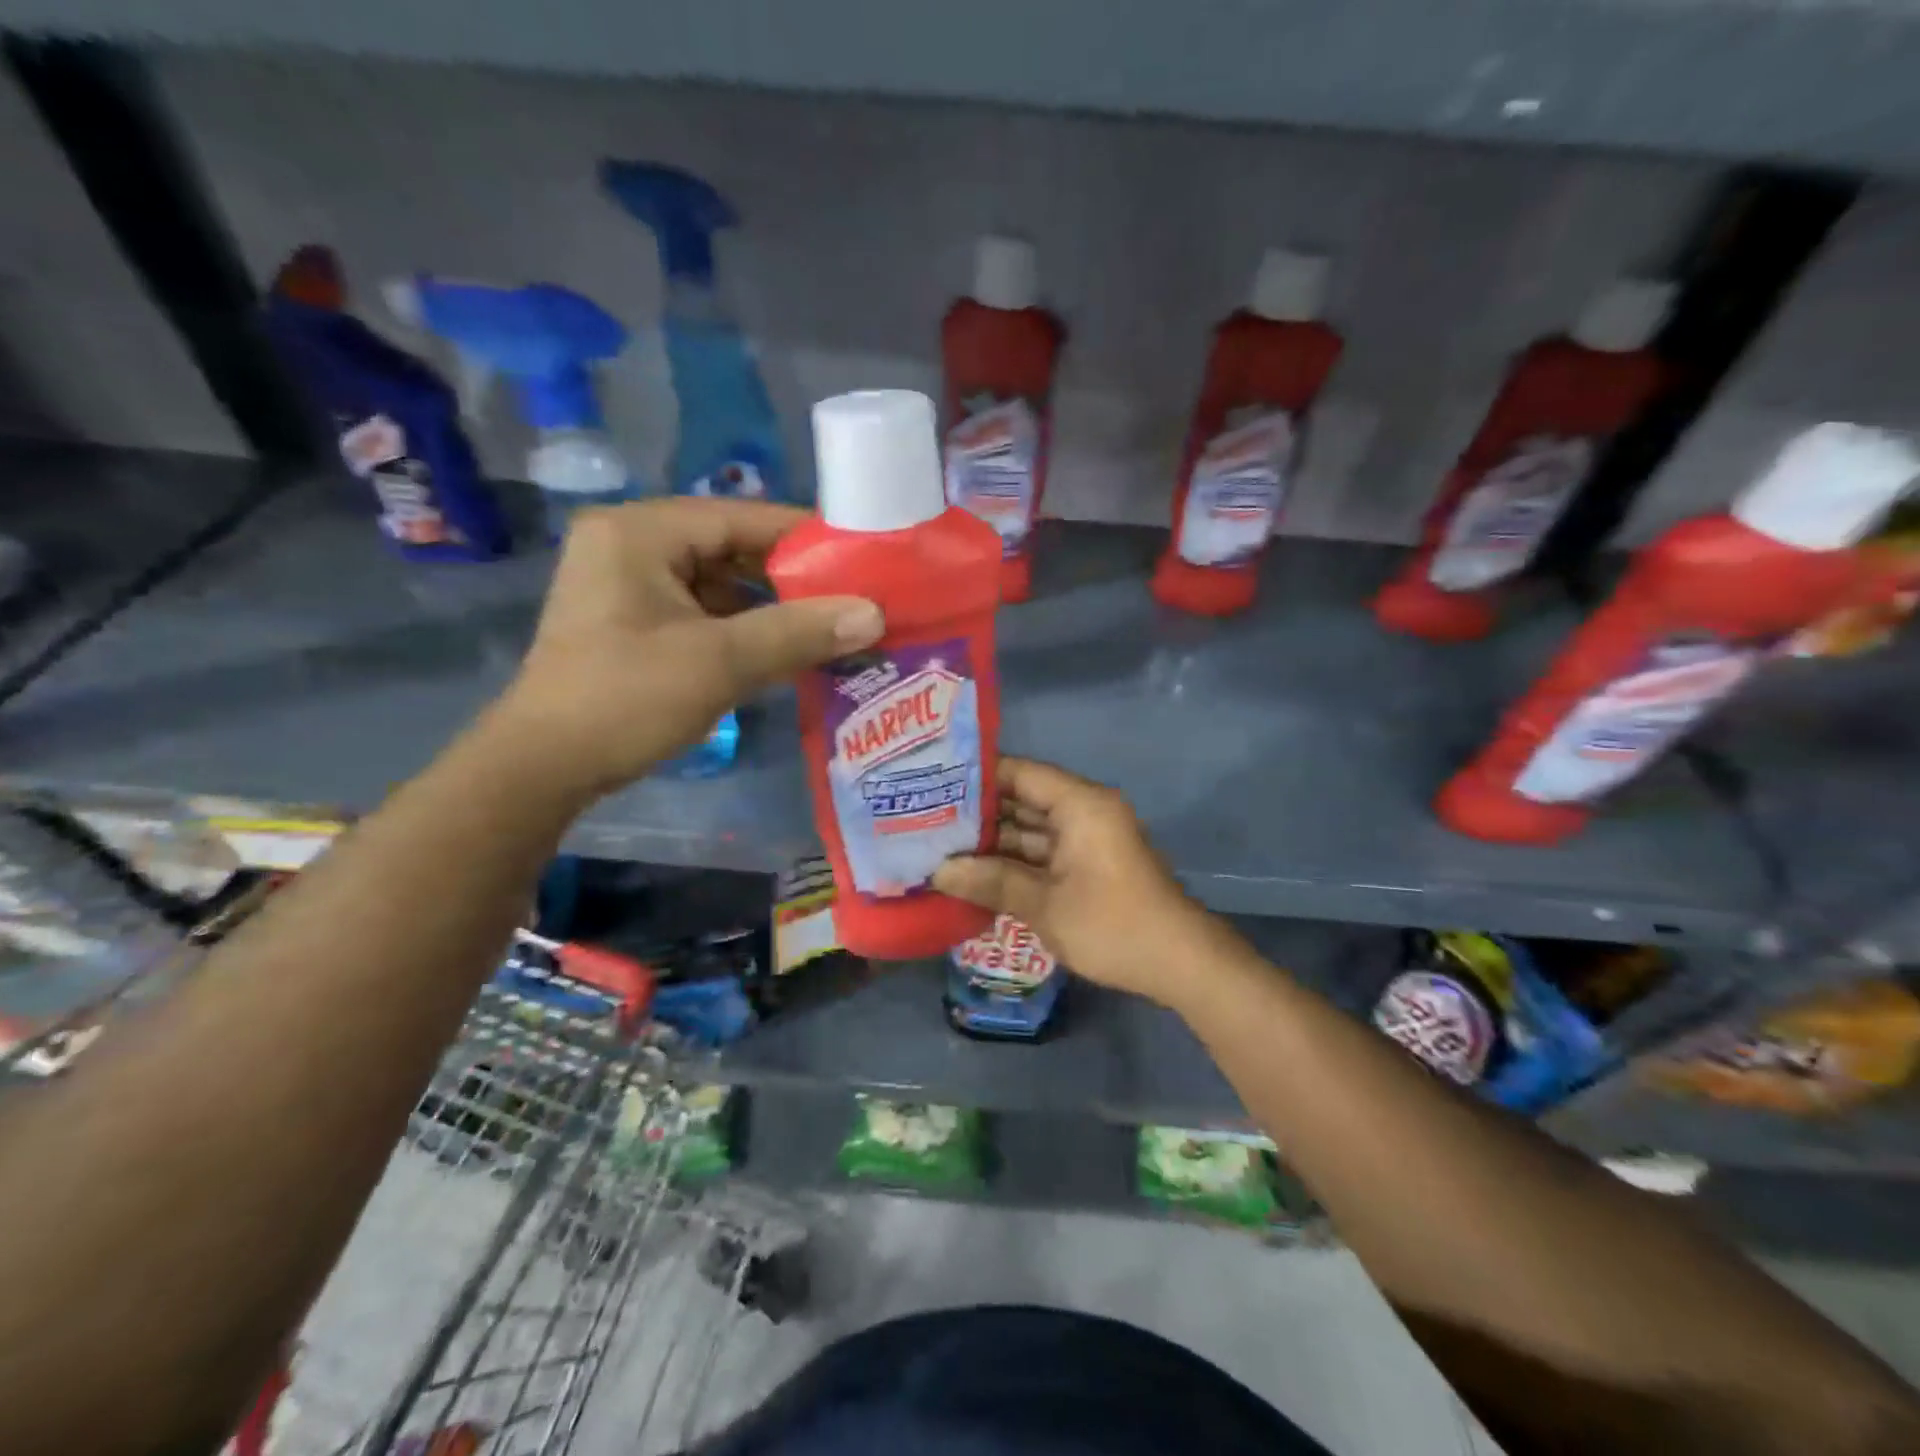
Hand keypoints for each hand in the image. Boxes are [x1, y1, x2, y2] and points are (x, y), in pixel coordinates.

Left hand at [488, 499, 881, 800]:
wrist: (542, 767)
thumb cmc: (624, 699)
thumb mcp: (719, 661)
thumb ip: (798, 632)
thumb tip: (874, 614)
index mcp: (640, 532)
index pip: (740, 517)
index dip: (805, 536)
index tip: (861, 557)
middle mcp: (631, 544)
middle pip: (731, 548)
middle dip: (791, 577)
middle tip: (852, 596)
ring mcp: (629, 585)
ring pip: (720, 583)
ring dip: (771, 606)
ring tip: (831, 624)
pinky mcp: (633, 622)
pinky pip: (703, 611)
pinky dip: (744, 628)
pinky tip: (787, 648)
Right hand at [934, 758, 1217, 1004]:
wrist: (1180, 964)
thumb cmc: (1113, 926)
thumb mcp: (1045, 905)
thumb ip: (991, 882)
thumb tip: (939, 872)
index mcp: (1080, 804)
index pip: (1020, 772)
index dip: (976, 775)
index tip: (932, 782)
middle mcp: (1084, 812)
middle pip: (1023, 799)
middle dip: (978, 812)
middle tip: (925, 817)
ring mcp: (1087, 839)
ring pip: (1030, 829)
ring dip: (993, 841)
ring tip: (939, 845)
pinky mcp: (1088, 865)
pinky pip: (1043, 852)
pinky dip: (1013, 861)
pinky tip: (974, 873)